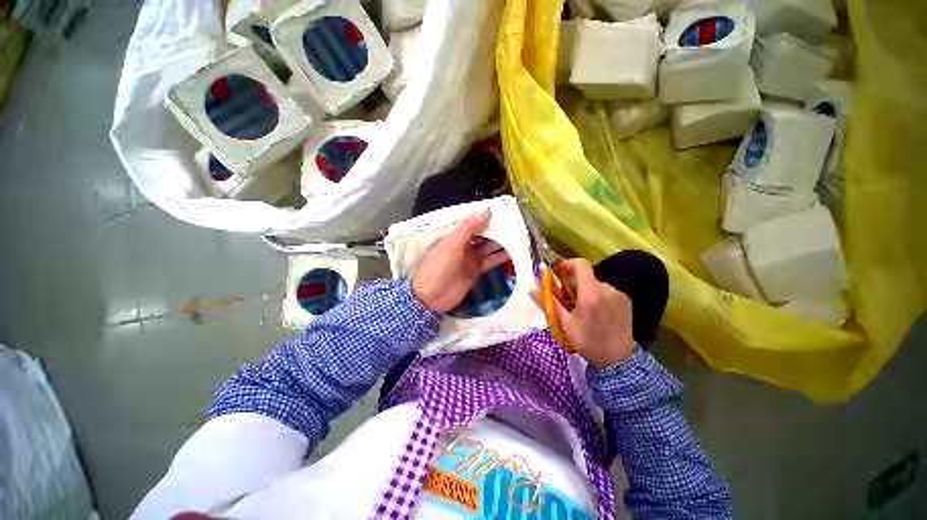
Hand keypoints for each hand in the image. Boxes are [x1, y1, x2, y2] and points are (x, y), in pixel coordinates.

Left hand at [412, 210, 510, 313]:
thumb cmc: (438, 267)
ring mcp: (470, 258)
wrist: (432, 297)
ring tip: (517, 236)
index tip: (500, 210)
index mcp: (453, 236)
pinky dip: (500, 258)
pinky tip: (512, 253)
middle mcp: (462, 245)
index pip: (471, 223)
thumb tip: (486, 211)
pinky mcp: (476, 271)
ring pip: (487, 247)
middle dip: (495, 229)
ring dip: (500, 243)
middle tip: (513, 222)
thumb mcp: (451, 244)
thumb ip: (468, 228)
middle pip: (481, 234)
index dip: (483, 217)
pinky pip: (490, 261)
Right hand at [533, 258, 634, 368]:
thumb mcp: (565, 324)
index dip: (566, 264)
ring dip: (584, 291)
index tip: (556, 272)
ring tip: (581, 309)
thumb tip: (532, 290)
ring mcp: (618, 294)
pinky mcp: (625, 299)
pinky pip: (605, 291)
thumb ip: (549, 304)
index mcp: (591, 294)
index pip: (580, 264)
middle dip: (572, 284)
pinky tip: (595, 312)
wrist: (619, 360)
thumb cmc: (588, 342)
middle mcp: (607, 289)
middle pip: (585, 276)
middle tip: (565, 300)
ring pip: (594, 284)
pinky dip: (596, 296)